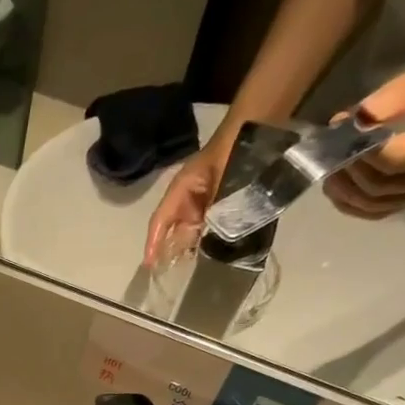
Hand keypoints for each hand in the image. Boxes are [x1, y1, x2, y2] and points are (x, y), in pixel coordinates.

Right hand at [143, 127, 236, 266]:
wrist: (255, 129)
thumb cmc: (233, 150)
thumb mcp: (223, 182)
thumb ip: (217, 209)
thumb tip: (214, 236)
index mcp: (181, 190)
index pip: (160, 221)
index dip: (153, 243)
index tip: (149, 265)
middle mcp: (188, 198)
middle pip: (175, 229)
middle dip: (173, 250)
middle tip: (172, 274)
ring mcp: (203, 201)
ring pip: (192, 229)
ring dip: (192, 247)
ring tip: (193, 269)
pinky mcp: (219, 203)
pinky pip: (209, 225)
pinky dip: (209, 239)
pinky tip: (214, 252)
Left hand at [324, 43, 404, 218]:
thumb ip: (400, 96)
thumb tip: (354, 119)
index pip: (393, 160)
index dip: (359, 151)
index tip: (342, 129)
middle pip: (380, 187)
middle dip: (347, 171)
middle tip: (327, 150)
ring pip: (377, 205)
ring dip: (346, 192)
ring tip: (329, 168)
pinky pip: (384, 210)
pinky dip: (357, 203)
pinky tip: (342, 187)